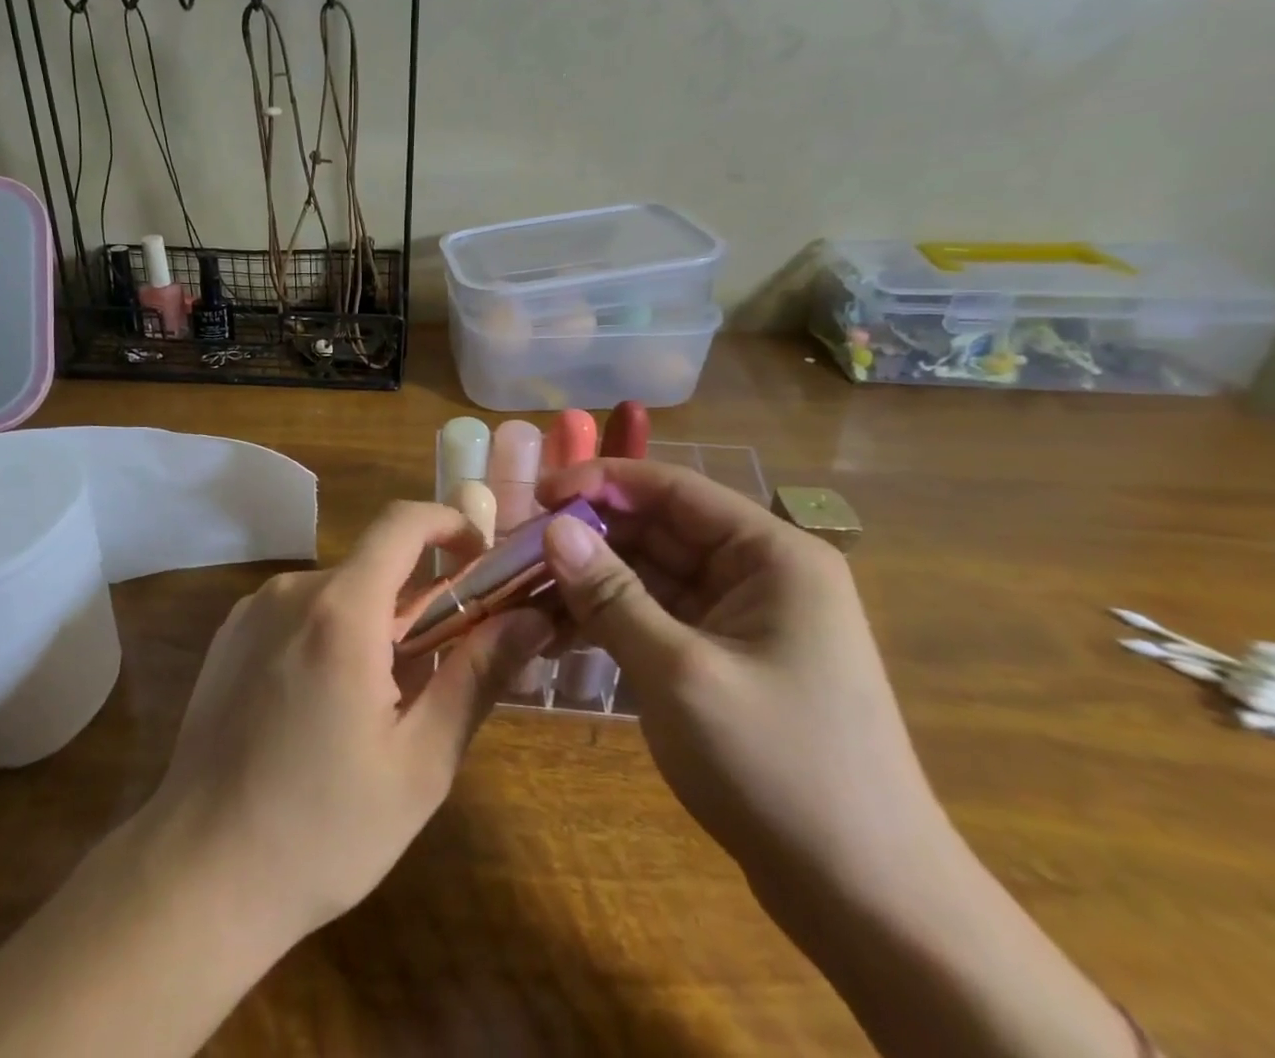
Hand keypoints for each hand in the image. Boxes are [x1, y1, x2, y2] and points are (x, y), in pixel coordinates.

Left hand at [145, 501, 553, 944]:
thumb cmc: (322, 829)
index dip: (448, 525)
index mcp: (341, 611)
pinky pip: (299, 613)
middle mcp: (292, 591)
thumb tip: (531, 617)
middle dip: (418, 603)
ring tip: (383, 705)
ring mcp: (253, 609)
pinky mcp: (230, 634)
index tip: (481, 561)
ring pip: (338, 593)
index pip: (402, 523)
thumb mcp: (419, 763)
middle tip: (444, 670)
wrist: (200, 873)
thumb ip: (477, 677)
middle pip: (374, 566)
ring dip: (374, 625)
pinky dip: (331, 635)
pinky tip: (326, 707)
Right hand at [536, 459, 949, 900]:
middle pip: (657, 530)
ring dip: (591, 582)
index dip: (600, 482)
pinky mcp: (725, 659)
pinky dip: (610, 620)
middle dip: (588, 538)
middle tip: (516, 554)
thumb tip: (553, 527)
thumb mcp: (678, 672)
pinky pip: (657, 617)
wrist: (869, 904)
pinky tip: (558, 634)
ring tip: (524, 594)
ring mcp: (743, 619)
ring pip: (650, 575)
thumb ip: (610, 594)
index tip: (535, 497)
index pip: (672, 489)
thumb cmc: (779, 769)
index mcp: (771, 555)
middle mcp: (760, 573)